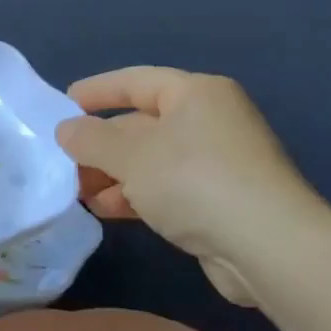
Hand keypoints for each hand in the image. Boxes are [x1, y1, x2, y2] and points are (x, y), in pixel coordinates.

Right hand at [54, 67, 330, 304]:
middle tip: (63, 161)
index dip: (96, 91)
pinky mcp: (219, 201)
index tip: (62, 105)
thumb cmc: (195, 181)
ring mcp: (218, 163)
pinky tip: (106, 210)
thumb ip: (90, 139)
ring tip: (77, 192)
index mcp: (196, 94)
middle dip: (100, 144)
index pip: (136, 81)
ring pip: (151, 160)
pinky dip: (135, 196)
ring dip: (113, 174)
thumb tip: (65, 130)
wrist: (269, 248)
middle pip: (141, 124)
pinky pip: (166, 188)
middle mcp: (210, 121)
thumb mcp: (131, 155)